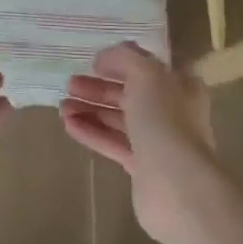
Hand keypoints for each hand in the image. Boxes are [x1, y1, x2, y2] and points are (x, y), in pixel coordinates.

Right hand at [61, 42, 226, 243]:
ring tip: (62, 106)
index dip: (121, 62)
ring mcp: (157, 141)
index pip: (148, 67)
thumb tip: (103, 58)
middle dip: (99, 87)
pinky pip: (113, 143)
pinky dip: (91, 132)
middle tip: (70, 84)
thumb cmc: (165, 120)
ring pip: (119, 119)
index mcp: (180, 85)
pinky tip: (68, 125)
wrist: (177, 185)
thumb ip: (124, 58)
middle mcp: (172, 111)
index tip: (93, 63)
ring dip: (90, 110)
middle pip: (130, 93)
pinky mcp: (142, 167)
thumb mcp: (146, 74)